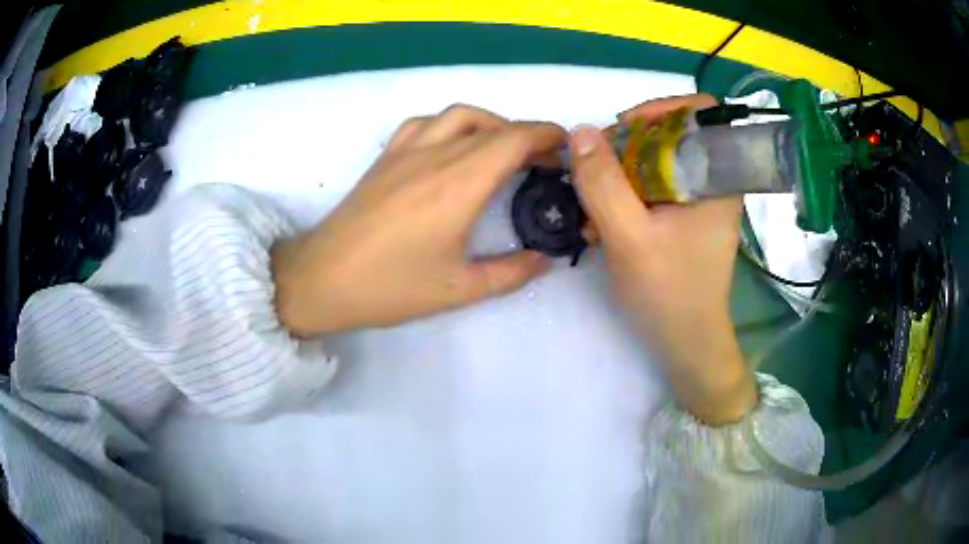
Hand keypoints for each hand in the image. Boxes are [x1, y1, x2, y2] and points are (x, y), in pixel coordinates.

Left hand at [272, 105, 564, 336]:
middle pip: (493, 125)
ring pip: (459, 115)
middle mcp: (435, 155)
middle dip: (527, 134)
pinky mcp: (385, 157)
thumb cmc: (389, 287)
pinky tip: (452, 146)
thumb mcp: (459, 289)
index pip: (514, 138)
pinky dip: (450, 125)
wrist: (322, 279)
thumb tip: (545, 260)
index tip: (566, 148)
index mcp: (459, 184)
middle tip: (544, 159)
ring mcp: (406, 151)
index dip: (547, 135)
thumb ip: (511, 273)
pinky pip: (424, 122)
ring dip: (490, 123)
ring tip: (502, 149)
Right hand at [570, 94, 754, 424]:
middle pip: (672, 133)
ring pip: (657, 160)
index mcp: (719, 178)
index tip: (625, 128)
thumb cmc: (669, 293)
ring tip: (592, 204)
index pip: (701, 111)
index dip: (663, 107)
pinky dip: (624, 195)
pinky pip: (652, 186)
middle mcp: (714, 181)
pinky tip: (600, 222)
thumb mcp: (629, 237)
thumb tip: (580, 132)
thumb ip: (603, 183)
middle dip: (628, 145)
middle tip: (596, 168)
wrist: (685, 343)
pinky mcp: (684, 216)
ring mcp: (698, 199)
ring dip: (619, 174)